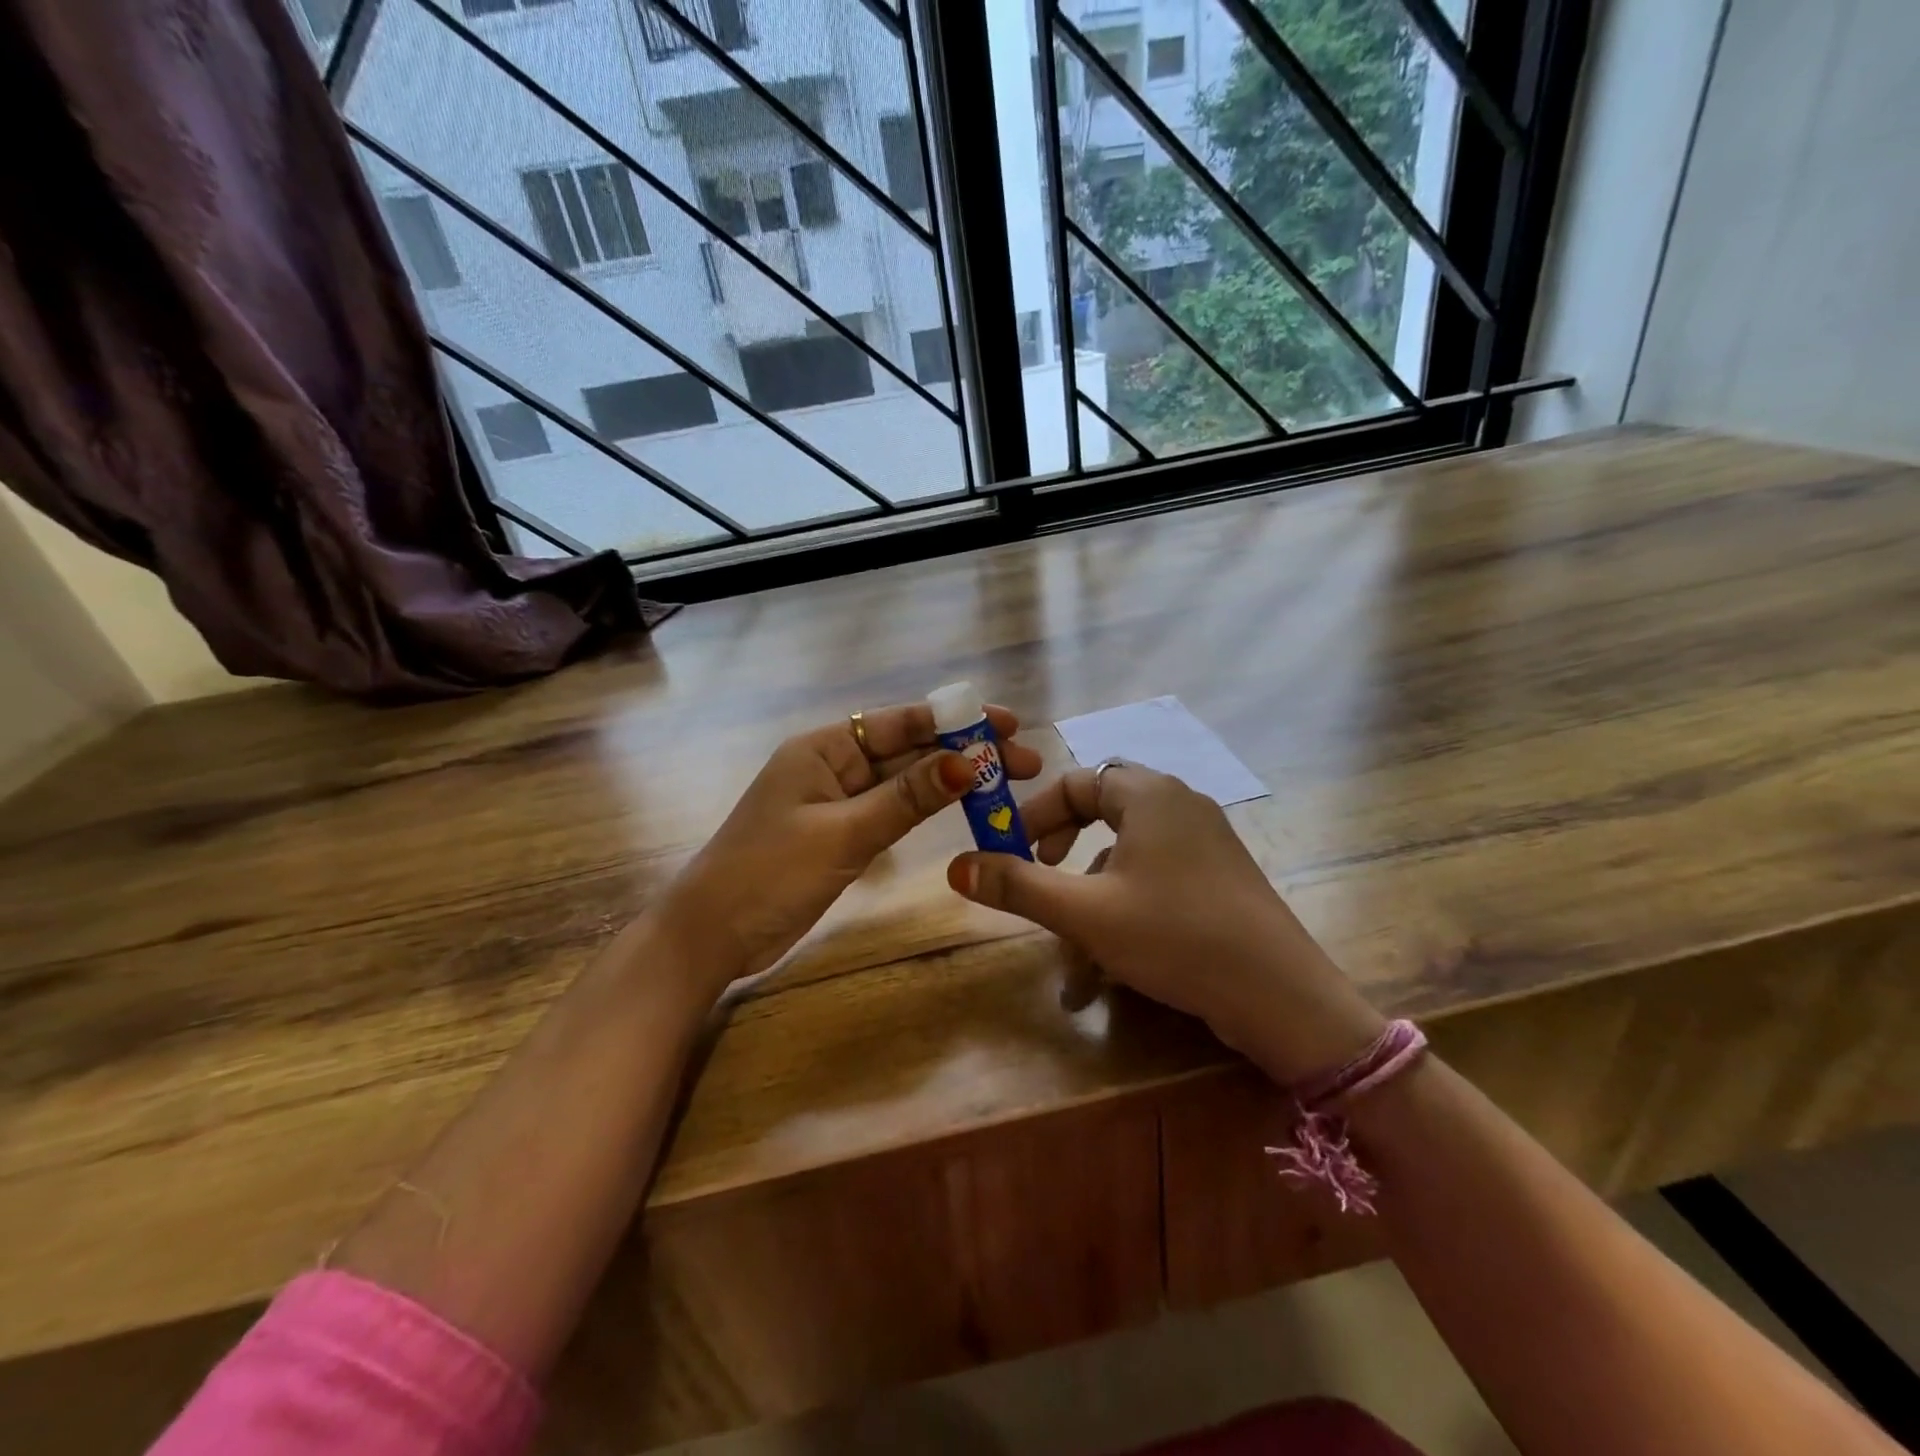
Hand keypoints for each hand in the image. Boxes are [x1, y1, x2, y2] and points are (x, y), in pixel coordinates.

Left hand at [656, 703, 1042, 991]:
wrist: (713, 935)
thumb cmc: (769, 874)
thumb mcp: (843, 833)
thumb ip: (905, 798)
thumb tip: (967, 762)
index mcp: (824, 748)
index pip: (898, 723)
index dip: (954, 721)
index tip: (1005, 723)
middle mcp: (833, 765)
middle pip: (907, 750)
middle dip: (963, 752)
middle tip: (1023, 760)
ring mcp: (838, 802)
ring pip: (904, 782)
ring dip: (950, 780)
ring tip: (1005, 782)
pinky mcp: (842, 835)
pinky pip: (892, 811)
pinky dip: (926, 808)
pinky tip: (961, 806)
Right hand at [947, 765, 1382, 1082]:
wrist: (1280, 996)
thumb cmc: (1174, 936)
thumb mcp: (1085, 913)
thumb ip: (1018, 886)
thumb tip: (955, 867)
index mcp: (1149, 795)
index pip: (1078, 780)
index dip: (1036, 813)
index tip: (1010, 850)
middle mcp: (1180, 805)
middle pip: (1103, 811)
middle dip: (1063, 851)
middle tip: (1040, 875)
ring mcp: (1206, 842)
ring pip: (1128, 857)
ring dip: (1091, 898)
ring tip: (1071, 958)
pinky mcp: (1219, 878)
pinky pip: (1157, 879)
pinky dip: (1125, 911)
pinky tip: (1110, 968)